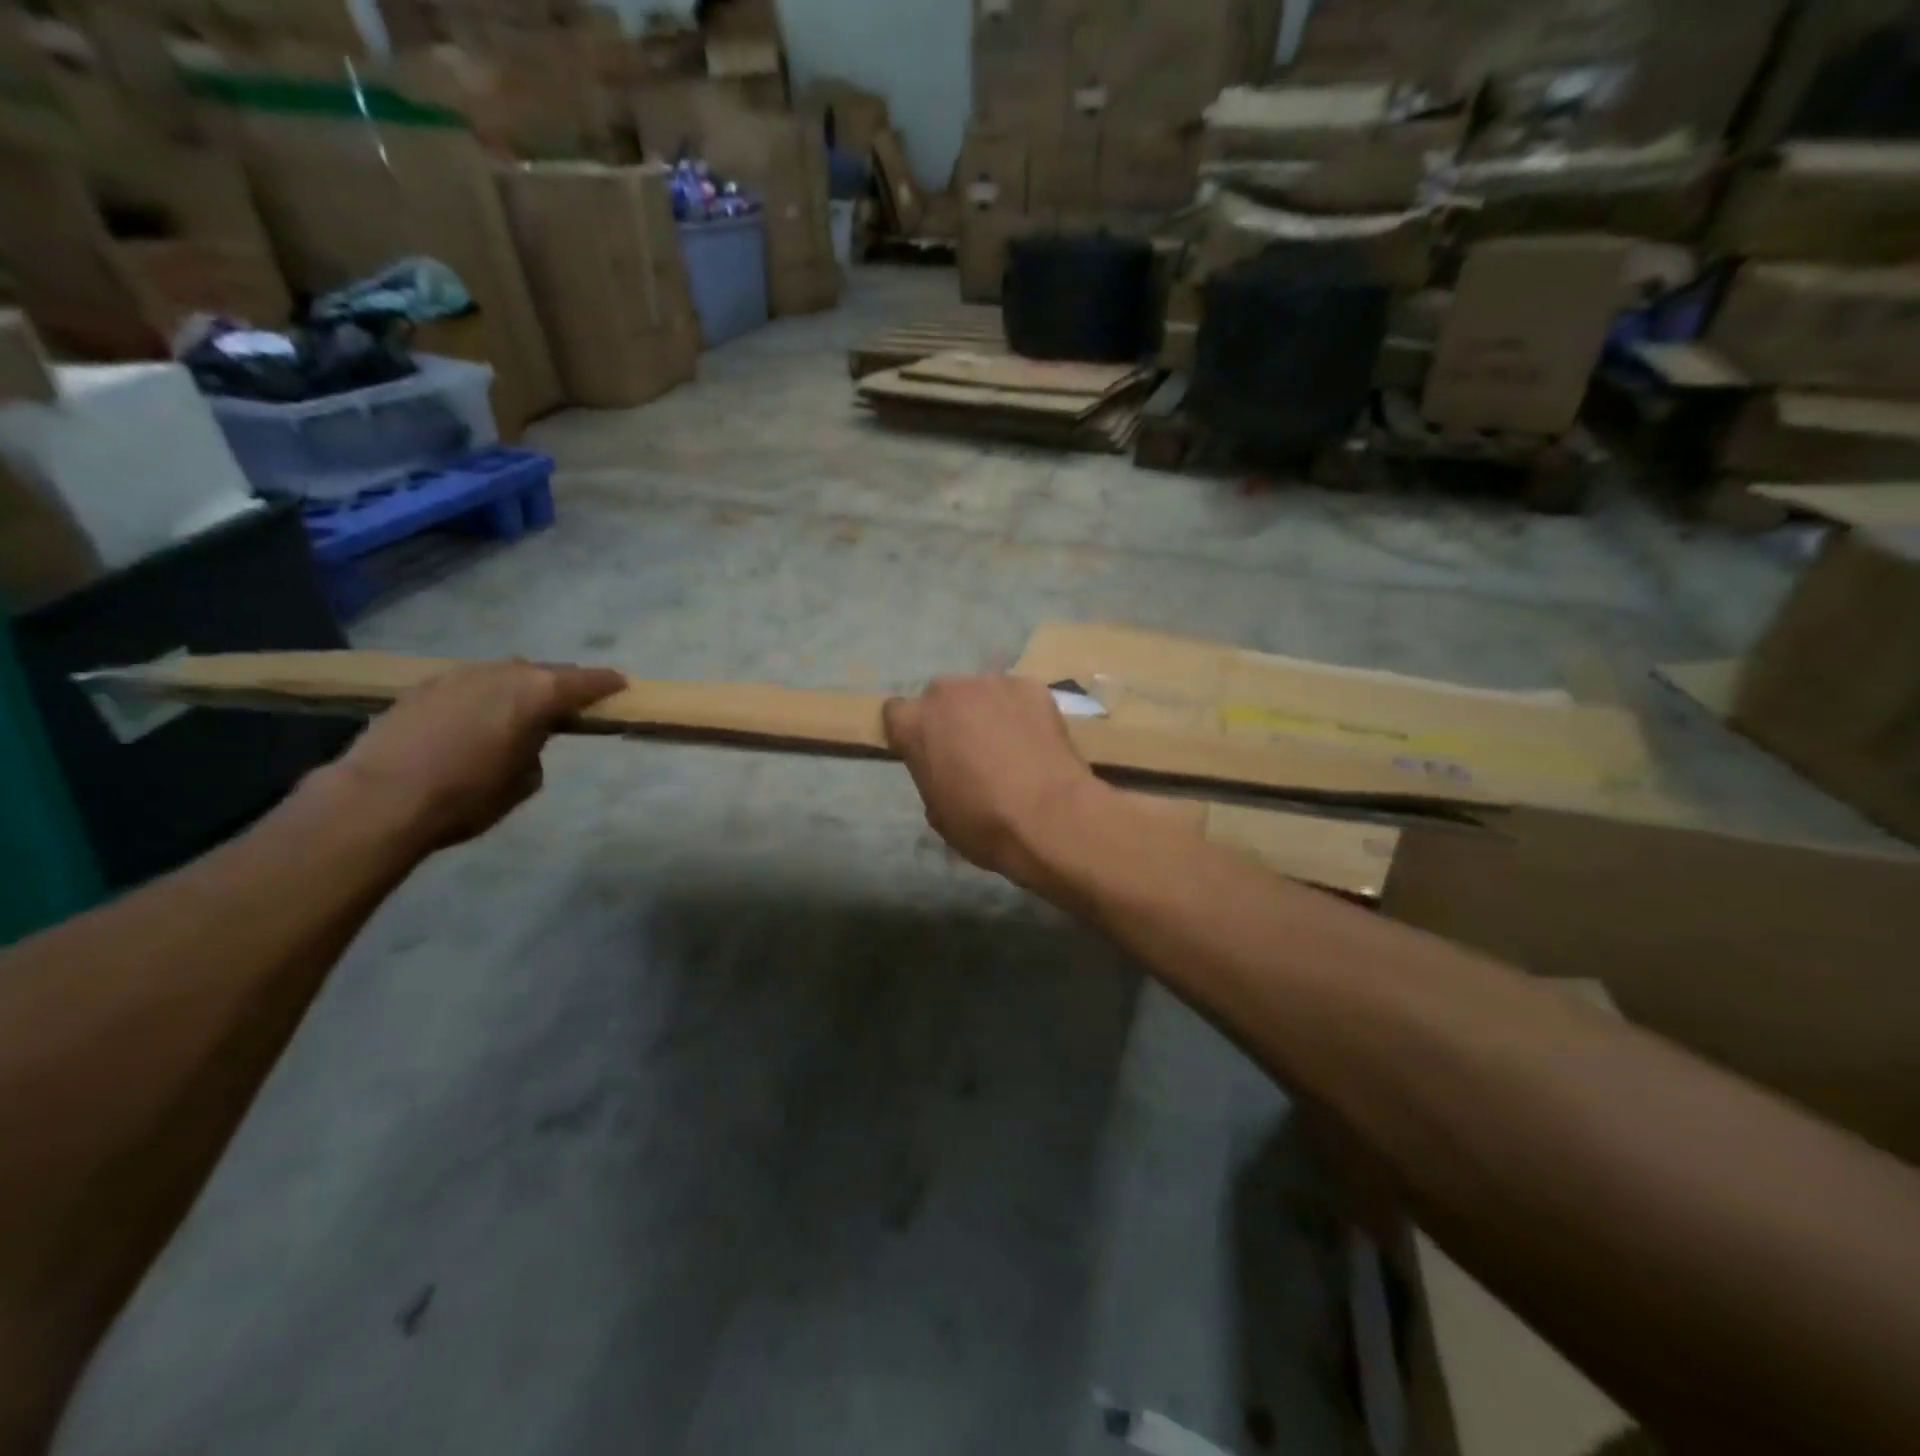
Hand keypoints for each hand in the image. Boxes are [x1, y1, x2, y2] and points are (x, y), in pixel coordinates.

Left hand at [328, 660, 627, 851]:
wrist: (380, 799)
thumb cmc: (468, 796)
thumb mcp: (525, 781)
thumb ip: (538, 746)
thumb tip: (528, 737)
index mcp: (538, 693)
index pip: (586, 681)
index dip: (607, 684)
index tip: (621, 687)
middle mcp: (502, 673)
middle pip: (544, 671)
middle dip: (561, 685)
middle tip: (570, 704)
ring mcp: (459, 675)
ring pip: (504, 674)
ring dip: (519, 687)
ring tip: (522, 710)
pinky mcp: (423, 686)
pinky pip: (470, 684)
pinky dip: (483, 695)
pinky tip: (476, 718)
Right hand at [883, 675, 1107, 889]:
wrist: (1048, 817)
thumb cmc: (983, 823)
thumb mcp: (937, 811)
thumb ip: (931, 774)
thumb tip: (946, 769)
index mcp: (915, 723)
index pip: (895, 713)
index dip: (911, 733)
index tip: (925, 752)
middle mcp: (947, 692)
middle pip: (940, 697)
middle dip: (950, 718)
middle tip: (970, 750)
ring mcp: (992, 684)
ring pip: (981, 693)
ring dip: (987, 712)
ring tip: (1009, 746)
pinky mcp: (1030, 686)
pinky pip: (1017, 696)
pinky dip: (1022, 713)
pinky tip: (1035, 741)